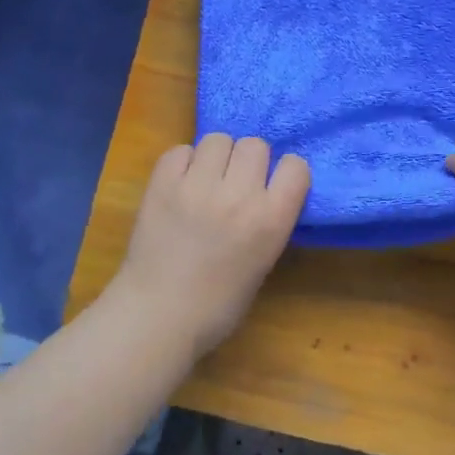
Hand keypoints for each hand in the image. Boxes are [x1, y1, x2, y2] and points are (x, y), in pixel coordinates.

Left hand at [112, 134, 309, 357]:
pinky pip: (180, 150)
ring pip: (218, 139)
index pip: (296, 166)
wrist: (158, 315)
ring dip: (216, 157)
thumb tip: (263, 192)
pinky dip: (183, 163)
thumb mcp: (262, 263)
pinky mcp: (162, 183)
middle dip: (249, 161)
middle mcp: (238, 195)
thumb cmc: (218, 305)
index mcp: (271, 220)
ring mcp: (197, 185)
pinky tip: (180, 185)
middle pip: (255, 145)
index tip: (275, 187)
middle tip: (235, 183)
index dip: (286, 174)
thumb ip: (268, 222)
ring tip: (206, 180)